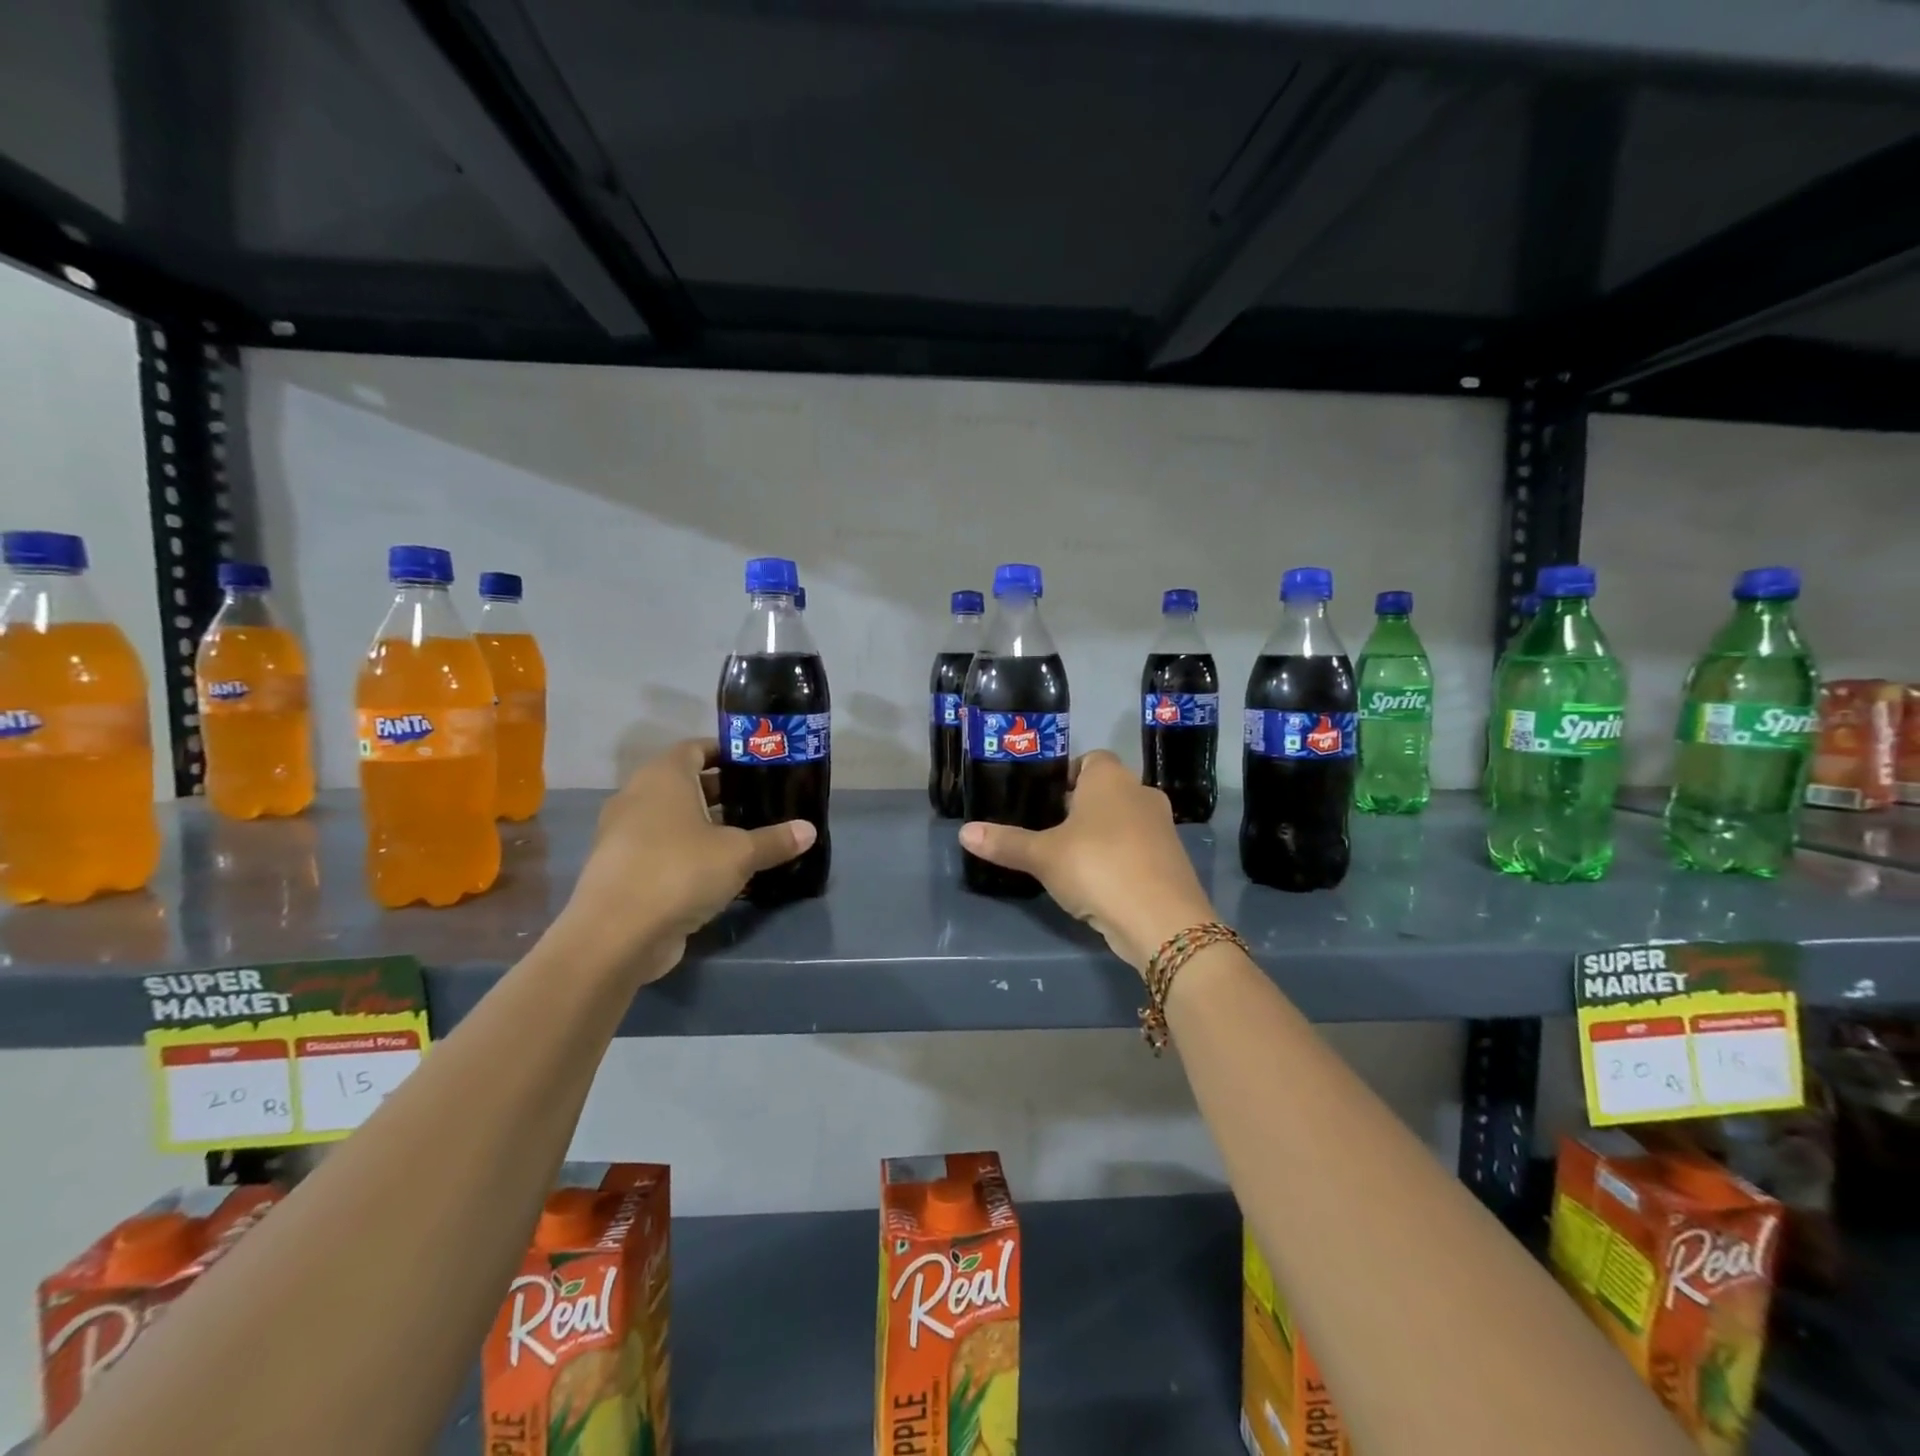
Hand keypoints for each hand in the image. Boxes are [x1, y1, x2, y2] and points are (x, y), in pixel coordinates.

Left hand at [557, 740, 815, 979]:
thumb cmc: (680, 871)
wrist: (616, 935)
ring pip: (673, 819)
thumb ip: (775, 840)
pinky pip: (662, 848)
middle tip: (761, 802)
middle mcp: (638, 797)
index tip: (757, 766)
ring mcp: (624, 835)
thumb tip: (809, 830)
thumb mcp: (739, 854)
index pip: (696, 748)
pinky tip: (720, 871)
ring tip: (747, 836)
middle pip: (685, 783)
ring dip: (705, 825)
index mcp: (663, 777)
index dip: (726, 753)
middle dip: (722, 792)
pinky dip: (688, 852)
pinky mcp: (623, 869)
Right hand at [959, 750, 1215, 971]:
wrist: (1161, 920)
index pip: (1089, 759)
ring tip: (1068, 861)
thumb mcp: (1043, 856)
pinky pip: (1137, 848)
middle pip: (1105, 791)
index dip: (1065, 776)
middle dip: (1079, 809)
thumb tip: (965, 832)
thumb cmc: (1096, 867)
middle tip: (1047, 832)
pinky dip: (1119, 858)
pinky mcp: (1172, 860)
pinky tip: (1098, 883)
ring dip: (1100, 835)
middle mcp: (1141, 793)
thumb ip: (1006, 842)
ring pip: (1123, 821)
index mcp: (1110, 778)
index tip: (1043, 801)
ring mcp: (1162, 827)